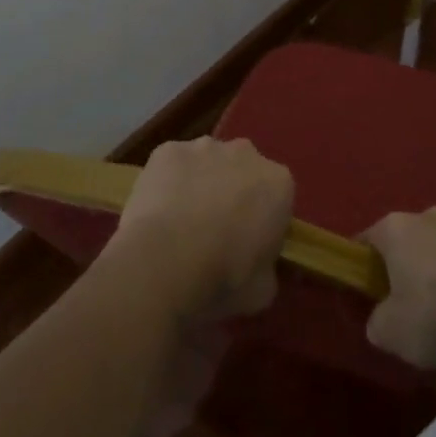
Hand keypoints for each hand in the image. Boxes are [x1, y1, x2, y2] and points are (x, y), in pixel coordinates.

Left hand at [104, 137, 292, 320]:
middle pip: (243, 170)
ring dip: (201, 183)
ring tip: (180, 222)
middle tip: (215, 231)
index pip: (277, 197)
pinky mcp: (167, 150)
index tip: (249, 244)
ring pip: (207, 162)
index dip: (262, 220)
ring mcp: (204, 147)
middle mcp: (246, 154)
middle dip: (233, 193)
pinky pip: (172, 165)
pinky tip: (157, 211)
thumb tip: (258, 267)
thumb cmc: (222, 278)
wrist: (164, 263)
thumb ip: (266, 268)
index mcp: (278, 184)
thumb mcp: (262, 289)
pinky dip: (168, 182)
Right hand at [362, 207, 435, 369]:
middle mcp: (428, 216)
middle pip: (408, 242)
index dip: (363, 266)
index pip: (367, 240)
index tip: (367, 292)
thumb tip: (382, 319)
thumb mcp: (390, 332)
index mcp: (395, 228)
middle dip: (406, 268)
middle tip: (407, 306)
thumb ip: (377, 322)